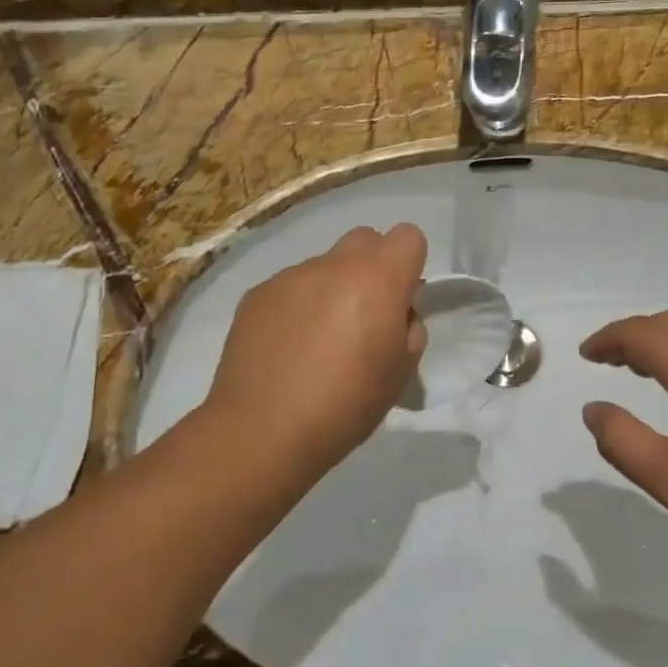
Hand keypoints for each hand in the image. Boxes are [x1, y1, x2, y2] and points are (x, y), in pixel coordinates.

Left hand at [205, 224, 427, 482]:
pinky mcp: (257, 294)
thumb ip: (409, 328)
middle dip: (372, 267)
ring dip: (332, 288)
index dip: (410, 264)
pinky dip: (297, 306)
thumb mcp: (401, 372)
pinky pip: (290, 287)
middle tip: (365, 314)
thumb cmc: (346, 404)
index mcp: (378, 279)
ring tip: (318, 341)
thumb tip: (396, 312)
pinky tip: (287, 348)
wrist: (263, 430)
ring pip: (325, 265)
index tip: (401, 300)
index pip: (408, 236)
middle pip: (365, 239)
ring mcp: (291, 276)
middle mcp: (334, 265)